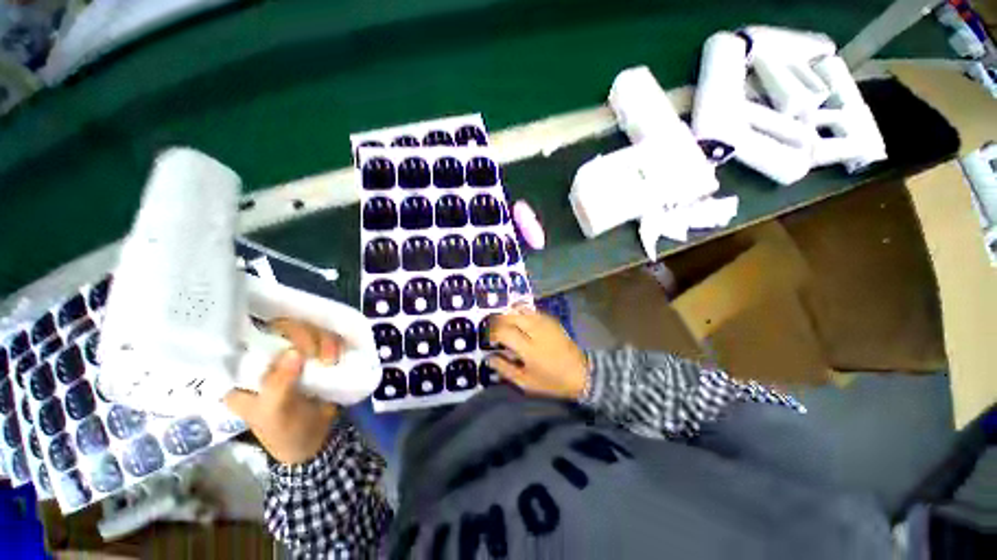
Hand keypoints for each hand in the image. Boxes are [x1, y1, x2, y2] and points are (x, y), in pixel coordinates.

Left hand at [224, 319, 341, 464]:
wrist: (314, 439)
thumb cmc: (283, 430)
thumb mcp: (274, 412)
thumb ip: (278, 384)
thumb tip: (293, 352)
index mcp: (245, 370)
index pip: (251, 336)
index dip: (269, 330)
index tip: (291, 341)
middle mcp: (269, 356)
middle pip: (285, 327)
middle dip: (304, 336)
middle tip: (316, 354)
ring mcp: (296, 354)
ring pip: (310, 329)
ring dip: (324, 340)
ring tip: (331, 360)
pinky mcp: (319, 355)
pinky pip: (328, 337)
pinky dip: (335, 342)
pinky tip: (338, 355)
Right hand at [486, 305, 588, 399]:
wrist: (581, 373)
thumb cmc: (552, 381)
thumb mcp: (526, 382)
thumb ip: (505, 369)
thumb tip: (489, 358)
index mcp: (529, 348)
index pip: (503, 332)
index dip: (492, 334)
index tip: (489, 341)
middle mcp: (536, 331)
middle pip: (510, 316)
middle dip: (498, 321)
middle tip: (494, 331)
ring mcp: (545, 323)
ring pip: (520, 310)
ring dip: (509, 315)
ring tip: (506, 326)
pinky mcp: (551, 320)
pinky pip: (531, 310)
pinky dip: (521, 313)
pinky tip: (520, 322)